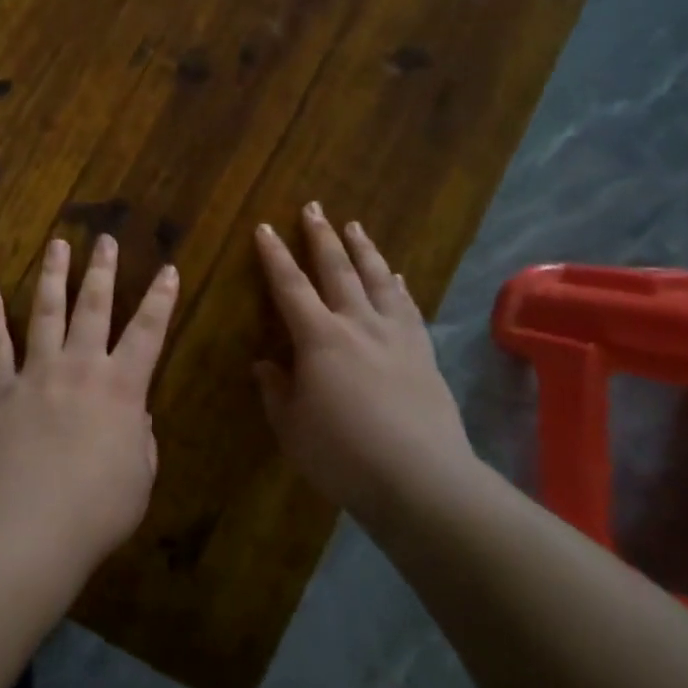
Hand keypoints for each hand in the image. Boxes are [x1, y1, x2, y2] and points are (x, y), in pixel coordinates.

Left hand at [0, 235, 179, 570]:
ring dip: (52, 276)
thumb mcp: (140, 478)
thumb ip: (141, 441)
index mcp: (122, 388)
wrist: (32, 522)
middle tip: (104, 239)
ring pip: (46, 313)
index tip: (167, 268)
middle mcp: (81, 367)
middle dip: (102, 270)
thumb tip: (136, 418)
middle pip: (94, 307)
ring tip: (56, 244)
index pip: (149, 332)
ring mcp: (38, 374)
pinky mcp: (1, 390)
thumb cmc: (99, 507)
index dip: (161, 300)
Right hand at [253, 203, 473, 519]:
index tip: (265, 228)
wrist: (421, 480)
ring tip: (355, 226)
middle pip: (337, 269)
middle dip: (321, 236)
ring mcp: (394, 336)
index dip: (275, 256)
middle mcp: (357, 324)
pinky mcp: (423, 353)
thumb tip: (265, 364)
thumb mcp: (293, 429)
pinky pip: (408, 308)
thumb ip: (276, 392)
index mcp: (319, 338)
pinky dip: (399, 287)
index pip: (290, 286)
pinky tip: (397, 277)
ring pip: (377, 279)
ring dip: (363, 250)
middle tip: (314, 207)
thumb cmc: (344, 456)